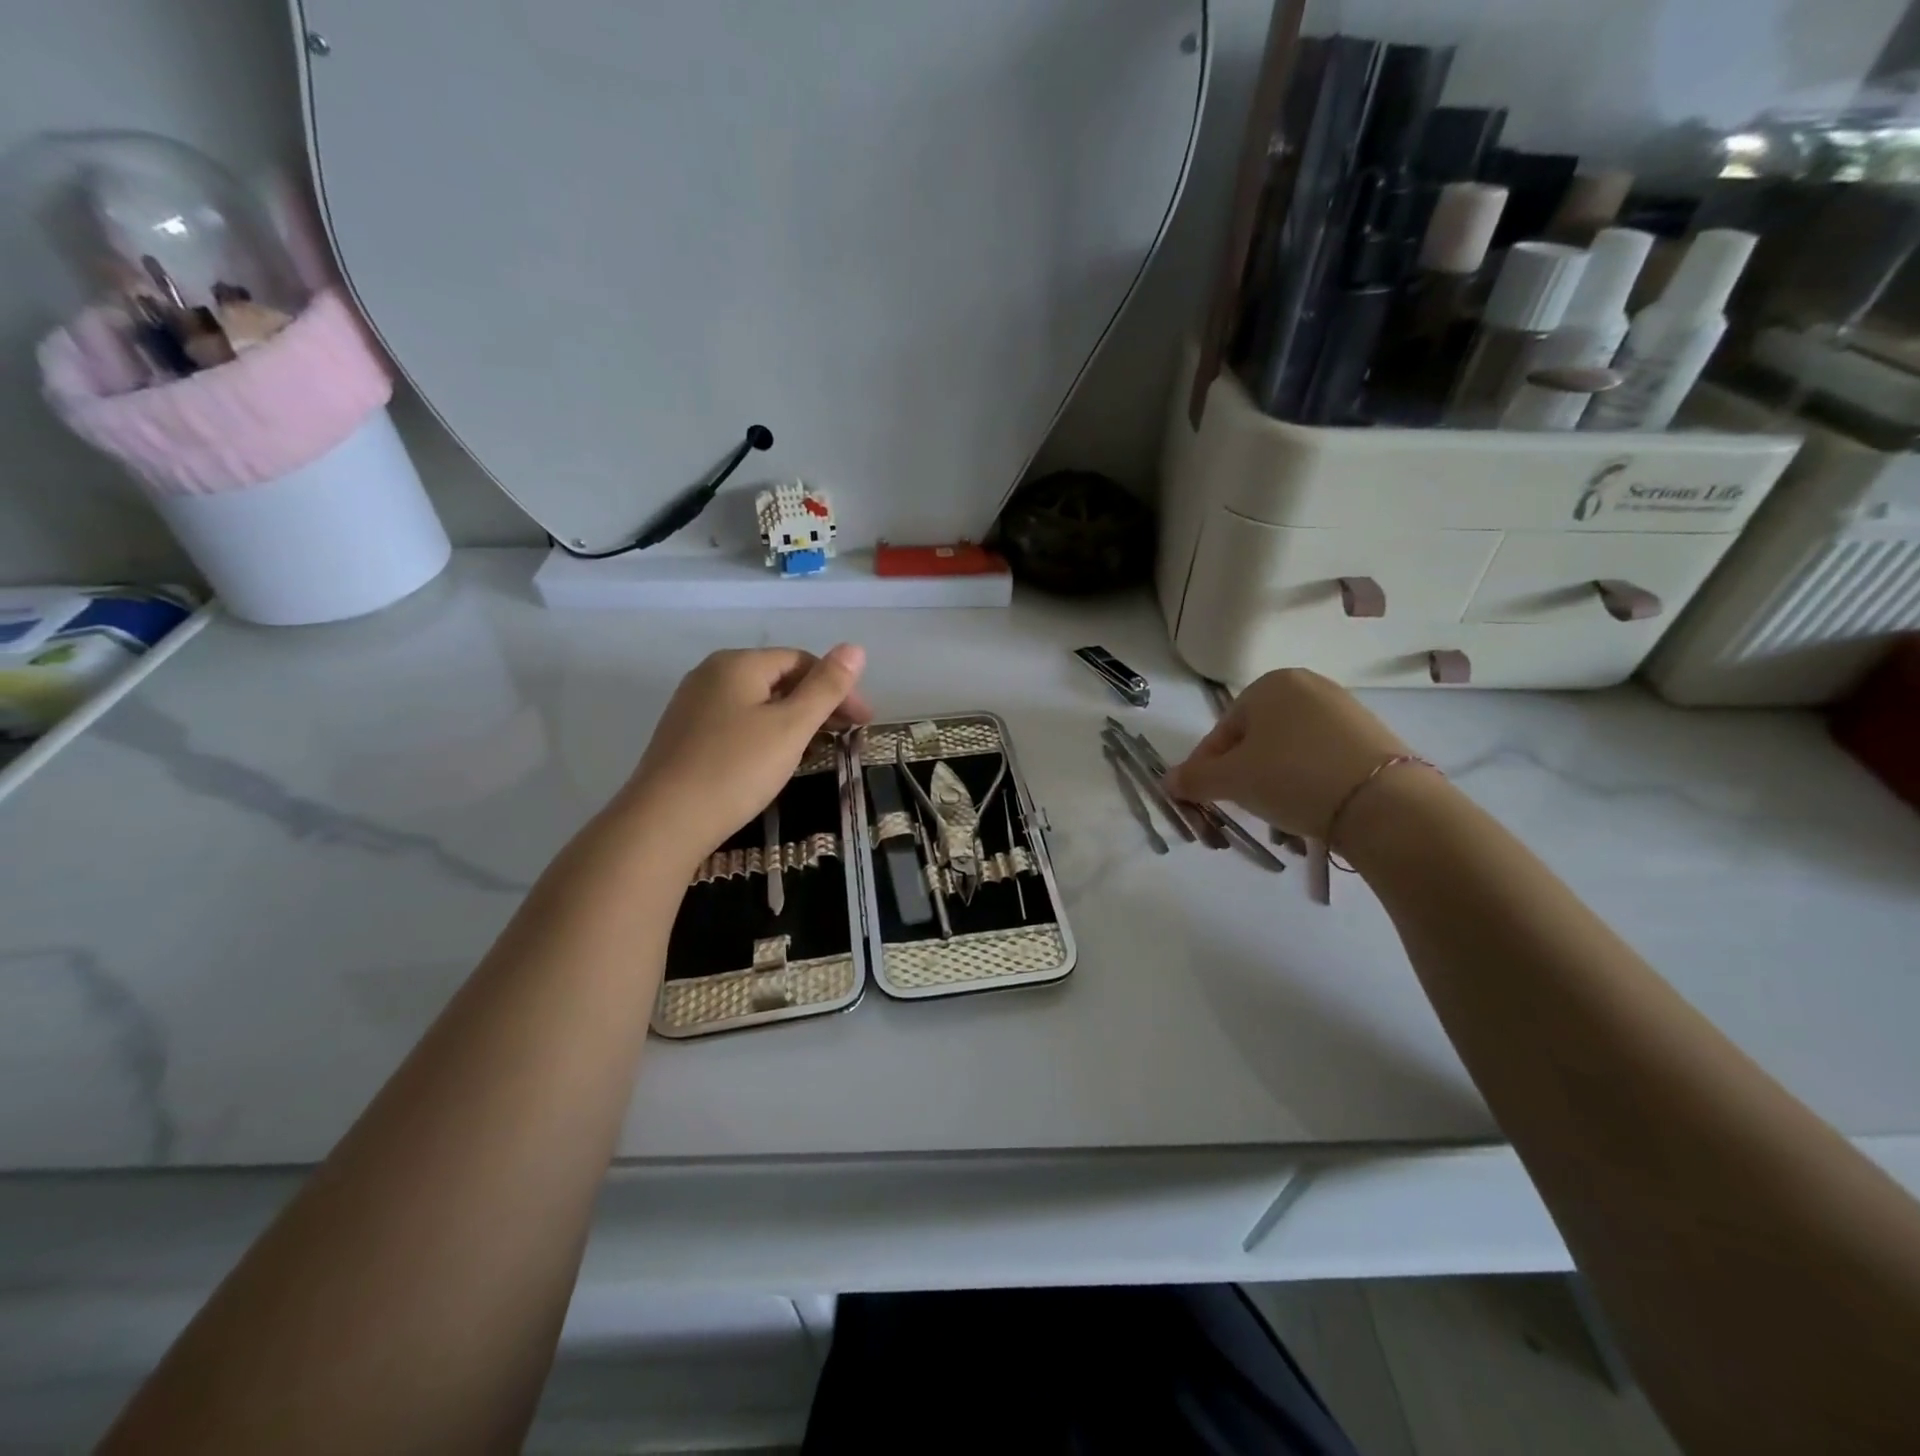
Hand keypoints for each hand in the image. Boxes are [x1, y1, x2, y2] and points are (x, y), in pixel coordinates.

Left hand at [617, 645, 871, 859]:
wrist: (663, 822)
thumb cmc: (736, 769)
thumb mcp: (791, 727)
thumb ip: (826, 687)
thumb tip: (855, 648)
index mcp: (738, 663)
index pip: (801, 661)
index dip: (838, 688)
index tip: (863, 722)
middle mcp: (711, 674)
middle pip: (778, 679)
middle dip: (818, 704)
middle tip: (847, 737)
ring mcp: (693, 705)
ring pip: (758, 703)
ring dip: (794, 721)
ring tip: (817, 750)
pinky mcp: (684, 736)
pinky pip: (737, 723)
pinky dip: (766, 734)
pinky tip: (775, 760)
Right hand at [1163, 669, 1411, 840]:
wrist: (1383, 802)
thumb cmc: (1291, 777)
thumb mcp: (1232, 780)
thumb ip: (1194, 778)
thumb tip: (1167, 781)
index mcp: (1269, 684)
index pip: (1222, 731)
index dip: (1207, 768)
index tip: (1204, 798)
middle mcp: (1308, 686)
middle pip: (1257, 739)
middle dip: (1244, 775)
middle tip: (1243, 807)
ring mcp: (1344, 709)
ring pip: (1289, 751)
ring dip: (1274, 781)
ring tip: (1279, 814)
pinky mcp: (1372, 736)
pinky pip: (1322, 758)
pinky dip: (1308, 781)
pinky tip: (1311, 808)